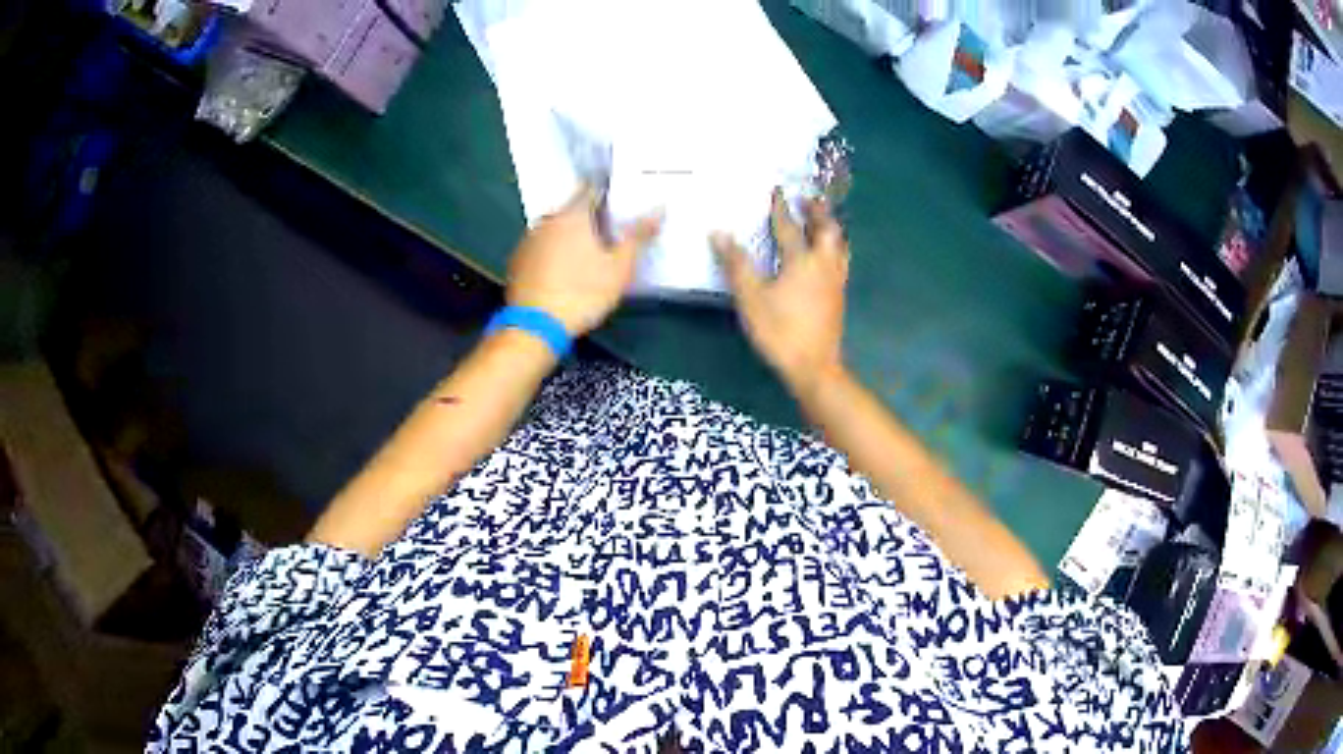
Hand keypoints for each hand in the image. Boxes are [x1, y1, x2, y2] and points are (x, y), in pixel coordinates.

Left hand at [506, 184, 661, 336]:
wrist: (536, 327)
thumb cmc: (583, 293)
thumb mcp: (620, 268)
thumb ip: (638, 236)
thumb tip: (659, 210)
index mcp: (573, 215)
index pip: (591, 189)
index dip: (608, 194)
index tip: (621, 205)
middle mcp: (547, 220)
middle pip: (572, 209)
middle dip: (590, 218)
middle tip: (609, 235)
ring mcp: (528, 240)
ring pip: (555, 229)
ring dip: (569, 236)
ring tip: (587, 256)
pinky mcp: (517, 262)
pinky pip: (541, 248)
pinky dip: (552, 253)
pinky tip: (563, 272)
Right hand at [713, 189, 848, 395]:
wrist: (814, 366)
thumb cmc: (780, 330)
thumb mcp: (751, 297)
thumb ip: (736, 264)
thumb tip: (719, 233)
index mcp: (802, 260)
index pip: (789, 227)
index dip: (781, 208)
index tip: (778, 190)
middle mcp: (824, 264)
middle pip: (826, 229)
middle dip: (817, 212)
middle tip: (808, 199)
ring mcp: (835, 281)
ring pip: (839, 244)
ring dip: (830, 227)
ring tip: (823, 221)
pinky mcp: (839, 296)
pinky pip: (842, 260)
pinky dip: (836, 247)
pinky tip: (829, 255)